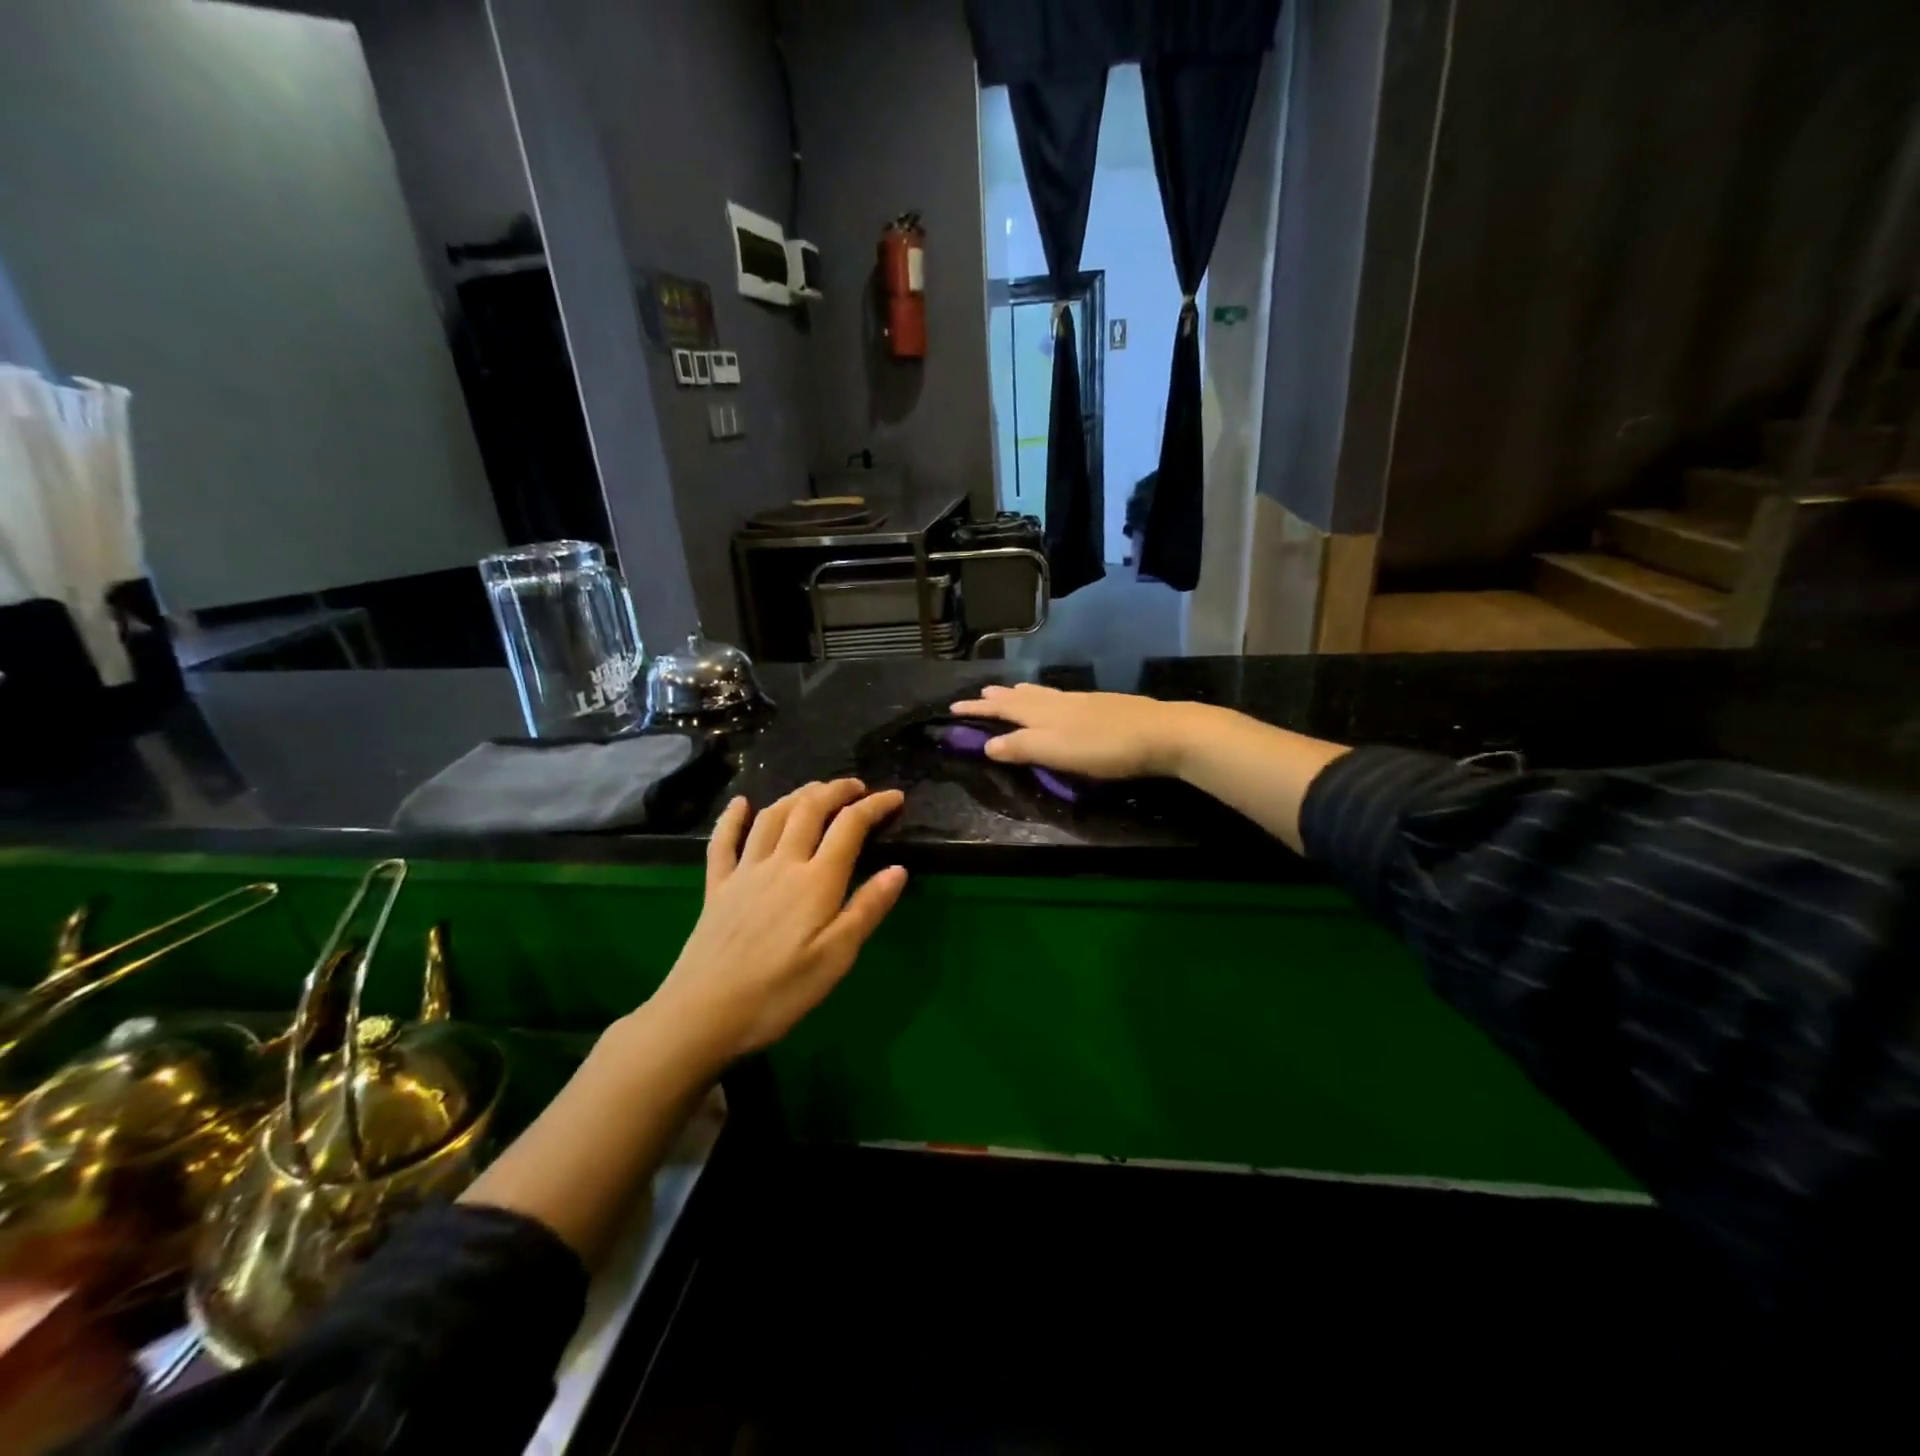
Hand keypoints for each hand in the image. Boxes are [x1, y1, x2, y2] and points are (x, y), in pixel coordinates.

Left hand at [647, 779, 906, 1067]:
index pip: (850, 826)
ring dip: (796, 795)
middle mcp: (781, 863)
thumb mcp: (836, 958)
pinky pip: (724, 841)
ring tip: (815, 791)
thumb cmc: (779, 992)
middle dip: (836, 790)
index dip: (875, 806)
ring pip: (772, 816)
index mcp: (816, 881)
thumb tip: (898, 869)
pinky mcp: (716, 887)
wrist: (703, 1013)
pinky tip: (740, 803)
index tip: (896, 797)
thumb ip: (867, 909)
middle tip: (856, 787)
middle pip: (809, 809)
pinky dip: (733, 817)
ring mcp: (745, 872)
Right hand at [948, 683, 1200, 778]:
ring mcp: (1080, 701)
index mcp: (1041, 712)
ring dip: (1020, 694)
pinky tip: (1055, 703)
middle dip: (997, 698)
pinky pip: (1058, 697)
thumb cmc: (1103, 747)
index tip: (953, 707)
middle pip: (1020, 697)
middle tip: (979, 694)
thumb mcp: (1054, 751)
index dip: (977, 709)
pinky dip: (1043, 698)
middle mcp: (1057, 701)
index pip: (1000, 709)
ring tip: (1010, 692)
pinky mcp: (1100, 706)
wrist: (1161, 733)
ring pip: (1041, 694)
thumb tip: (986, 744)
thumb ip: (1020, 747)